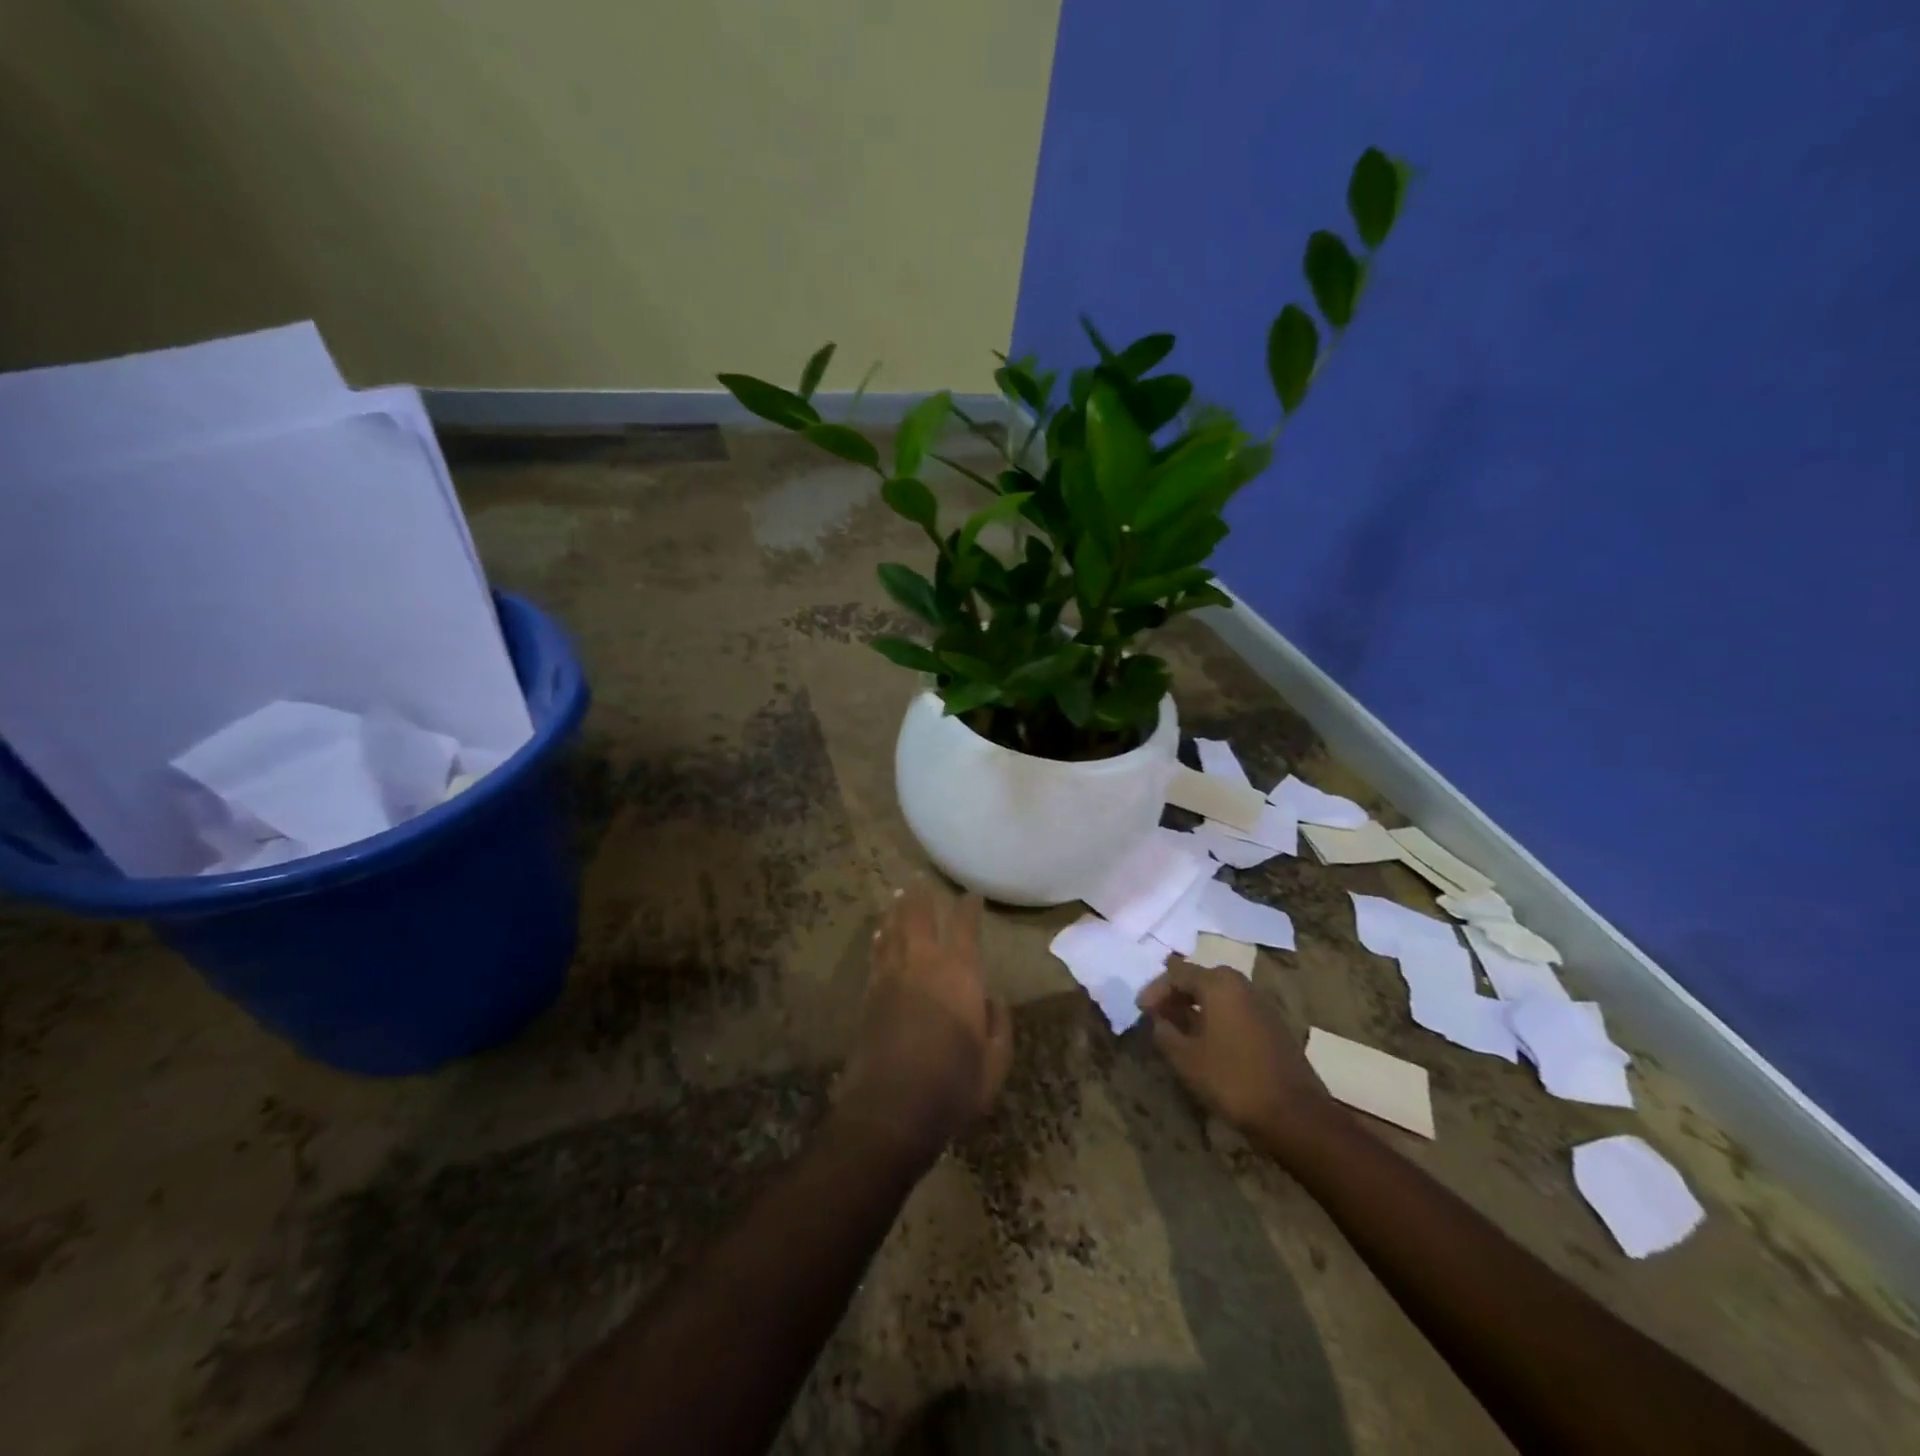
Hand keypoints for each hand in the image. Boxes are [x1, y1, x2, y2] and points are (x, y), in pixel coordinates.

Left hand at [835, 883, 1012, 1167]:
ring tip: (899, 894)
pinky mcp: (870, 995)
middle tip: (921, 879)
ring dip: (897, 909)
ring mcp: (892, 977)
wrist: (889, 1110)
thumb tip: (993, 999)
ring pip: (894, 930)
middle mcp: (923, 965)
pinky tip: (880, 932)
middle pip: (920, 917)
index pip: (965, 928)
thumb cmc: (952, 1087)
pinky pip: (877, 953)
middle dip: (922, 896)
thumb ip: (999, 1026)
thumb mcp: (994, 1063)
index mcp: (960, 975)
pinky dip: (880, 937)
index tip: (971, 896)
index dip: (968, 908)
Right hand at [1137, 963, 1341, 1159]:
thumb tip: (1159, 1019)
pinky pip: (1235, 1009)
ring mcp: (1261, 1004)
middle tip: (1159, 1015)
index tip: (1141, 1010)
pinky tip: (1208, 1041)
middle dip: (1176, 994)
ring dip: (1196, 1006)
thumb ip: (1164, 1032)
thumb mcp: (1185, 1059)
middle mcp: (1241, 985)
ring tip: (1179, 1029)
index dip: (1155, 990)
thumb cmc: (1232, 1079)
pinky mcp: (1273, 1025)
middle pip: (1200, 978)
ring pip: (1219, 994)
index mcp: (1218, 984)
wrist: (1294, 1114)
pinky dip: (1216, 1017)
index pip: (1176, 973)